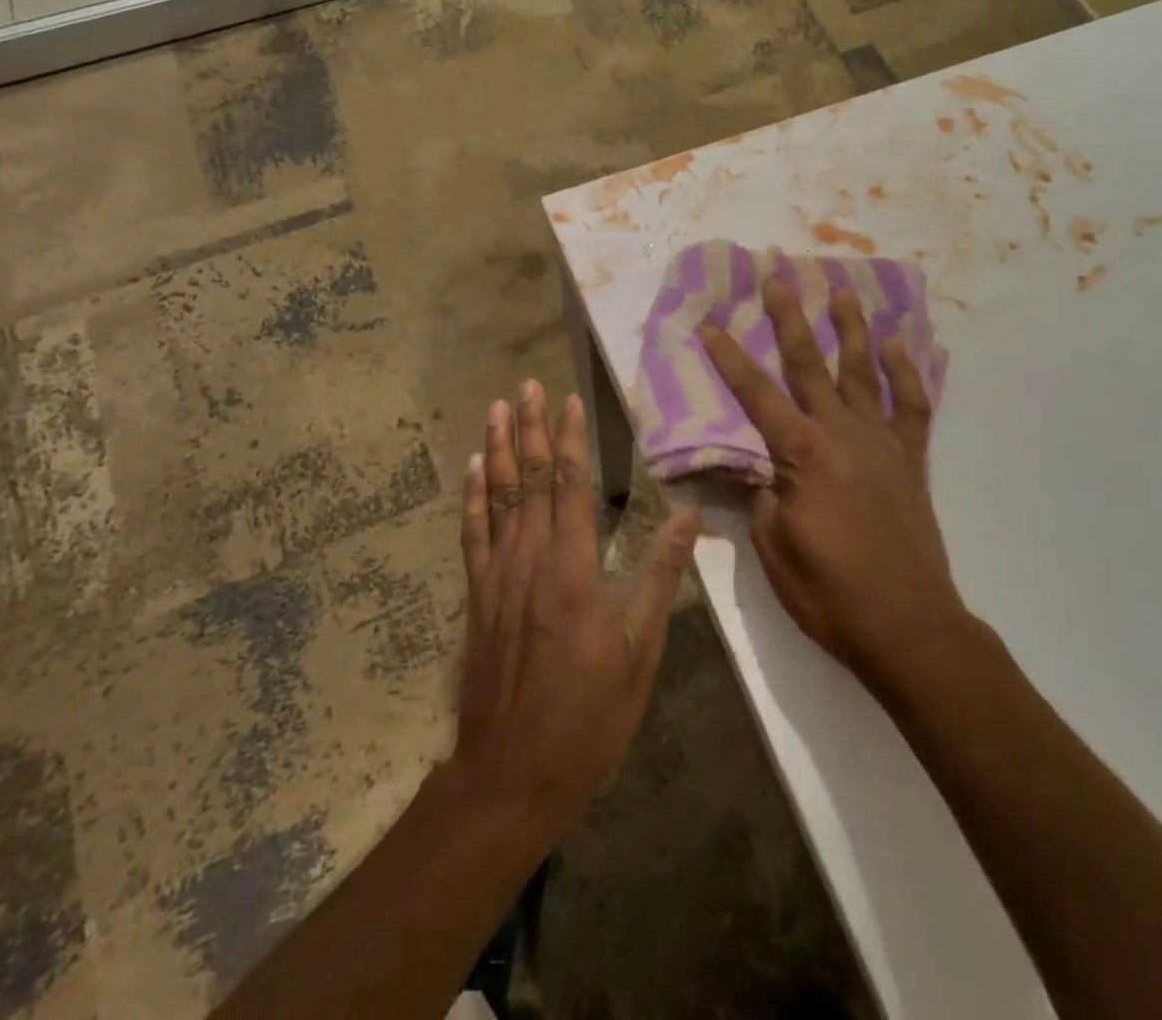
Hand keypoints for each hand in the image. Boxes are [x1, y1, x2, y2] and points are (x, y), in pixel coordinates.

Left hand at [453, 380, 699, 824]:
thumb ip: (660, 578)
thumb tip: (689, 519)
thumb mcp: (640, 652)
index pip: (570, 487)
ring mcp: (496, 578)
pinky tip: (472, 470)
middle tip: (526, 386)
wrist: (511, 775)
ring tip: (496, 410)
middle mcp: (529, 561)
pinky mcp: (477, 598)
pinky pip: (473, 535)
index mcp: (572, 570)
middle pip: (528, 480)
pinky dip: (472, 497)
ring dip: (496, 450)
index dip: (569, 441)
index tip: (569, 402)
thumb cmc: (588, 716)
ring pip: (496, 498)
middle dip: (528, 429)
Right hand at [699, 278, 964, 687]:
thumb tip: (755, 467)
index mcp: (803, 453)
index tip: (709, 325)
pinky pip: (911, 404)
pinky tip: (895, 346)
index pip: (756, 395)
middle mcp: (842, 433)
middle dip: (789, 318)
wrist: (907, 624)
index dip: (729, 358)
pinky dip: (905, 372)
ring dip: (850, 328)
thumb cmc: (830, 591)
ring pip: (863, 371)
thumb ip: (760, 495)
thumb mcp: (773, 546)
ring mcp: (881, 442)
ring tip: (841, 291)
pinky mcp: (910, 459)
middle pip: (809, 364)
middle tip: (777, 278)